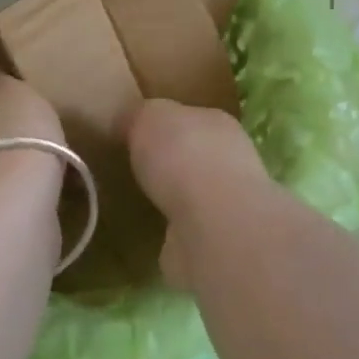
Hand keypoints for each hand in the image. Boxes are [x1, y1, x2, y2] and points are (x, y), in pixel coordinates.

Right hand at [127, 100, 268, 288]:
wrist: (211, 225)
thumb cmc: (184, 156)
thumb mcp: (150, 115)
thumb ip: (141, 115)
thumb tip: (129, 120)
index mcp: (217, 124)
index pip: (188, 118)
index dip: (162, 125)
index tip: (134, 134)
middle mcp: (229, 162)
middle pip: (192, 157)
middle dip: (168, 163)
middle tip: (132, 168)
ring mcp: (225, 206)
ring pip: (191, 196)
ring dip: (171, 199)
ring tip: (137, 201)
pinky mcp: (213, 243)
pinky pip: (185, 231)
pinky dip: (170, 232)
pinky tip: (148, 232)